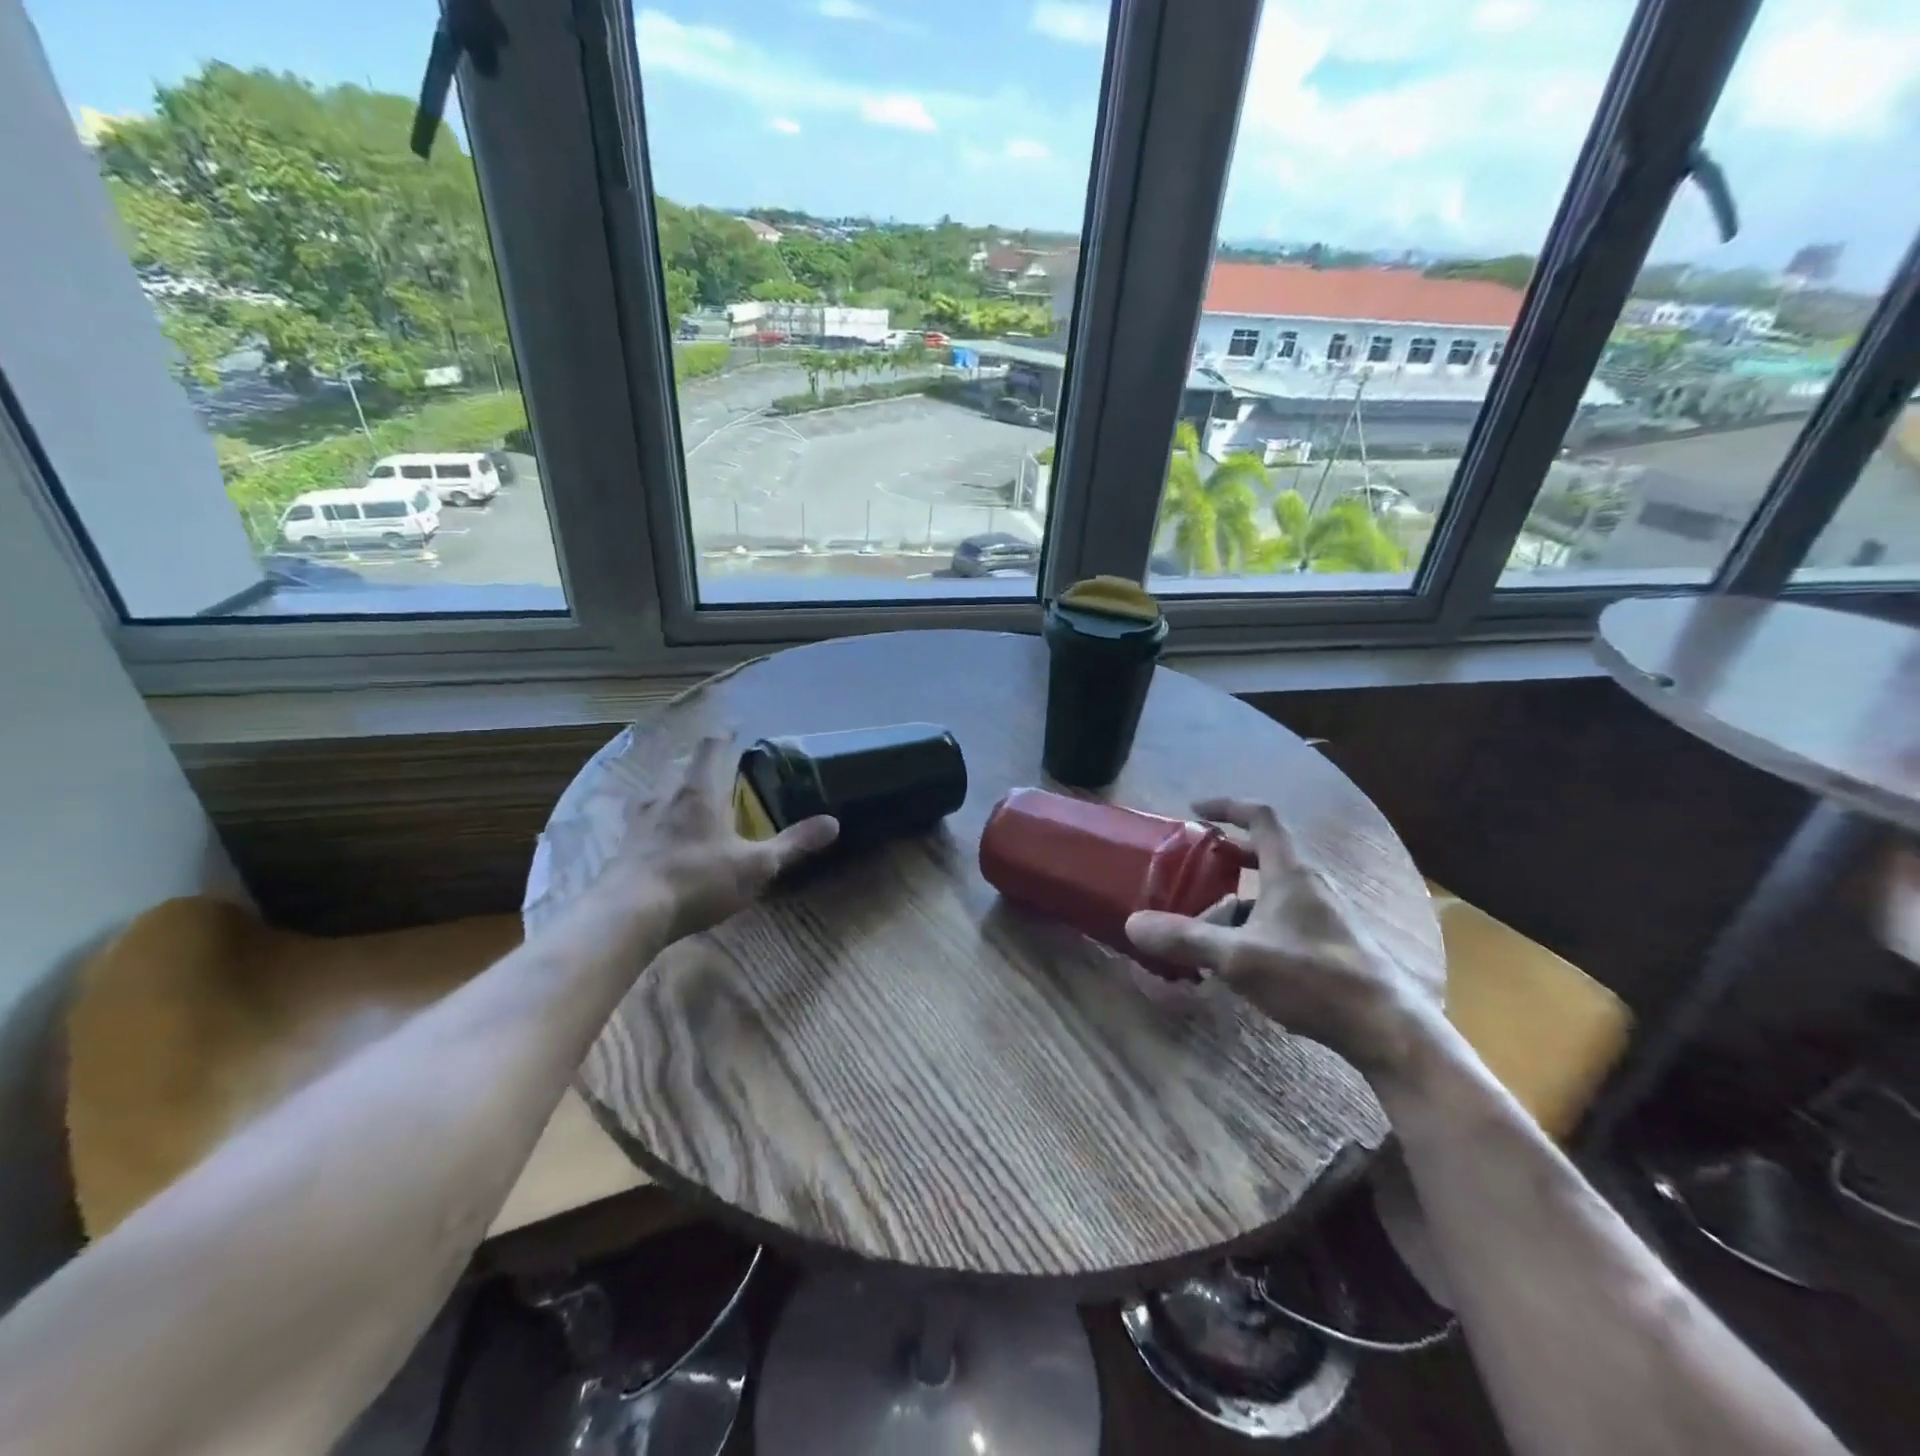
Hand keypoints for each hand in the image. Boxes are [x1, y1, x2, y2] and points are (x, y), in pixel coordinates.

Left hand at [595, 732, 837, 942]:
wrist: (629, 913)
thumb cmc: (698, 880)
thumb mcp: (756, 865)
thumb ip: (794, 844)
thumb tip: (833, 823)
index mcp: (699, 791)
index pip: (711, 747)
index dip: (725, 735)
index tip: (737, 729)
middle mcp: (665, 796)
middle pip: (680, 765)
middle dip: (699, 763)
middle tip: (718, 769)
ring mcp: (638, 821)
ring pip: (656, 791)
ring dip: (673, 789)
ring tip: (688, 799)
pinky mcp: (623, 847)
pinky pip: (641, 820)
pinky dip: (655, 818)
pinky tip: (661, 835)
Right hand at [1124, 797, 1441, 1077]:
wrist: (1386, 1028)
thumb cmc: (1313, 978)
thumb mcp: (1239, 958)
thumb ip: (1185, 939)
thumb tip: (1132, 923)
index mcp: (1291, 873)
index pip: (1260, 817)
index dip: (1227, 806)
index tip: (1195, 810)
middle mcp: (1310, 885)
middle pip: (1266, 853)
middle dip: (1227, 856)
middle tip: (1194, 868)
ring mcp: (1325, 915)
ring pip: (1273, 891)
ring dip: (1237, 899)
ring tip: (1205, 925)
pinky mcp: (1331, 944)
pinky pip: (1283, 918)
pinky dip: (1255, 925)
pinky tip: (1238, 959)